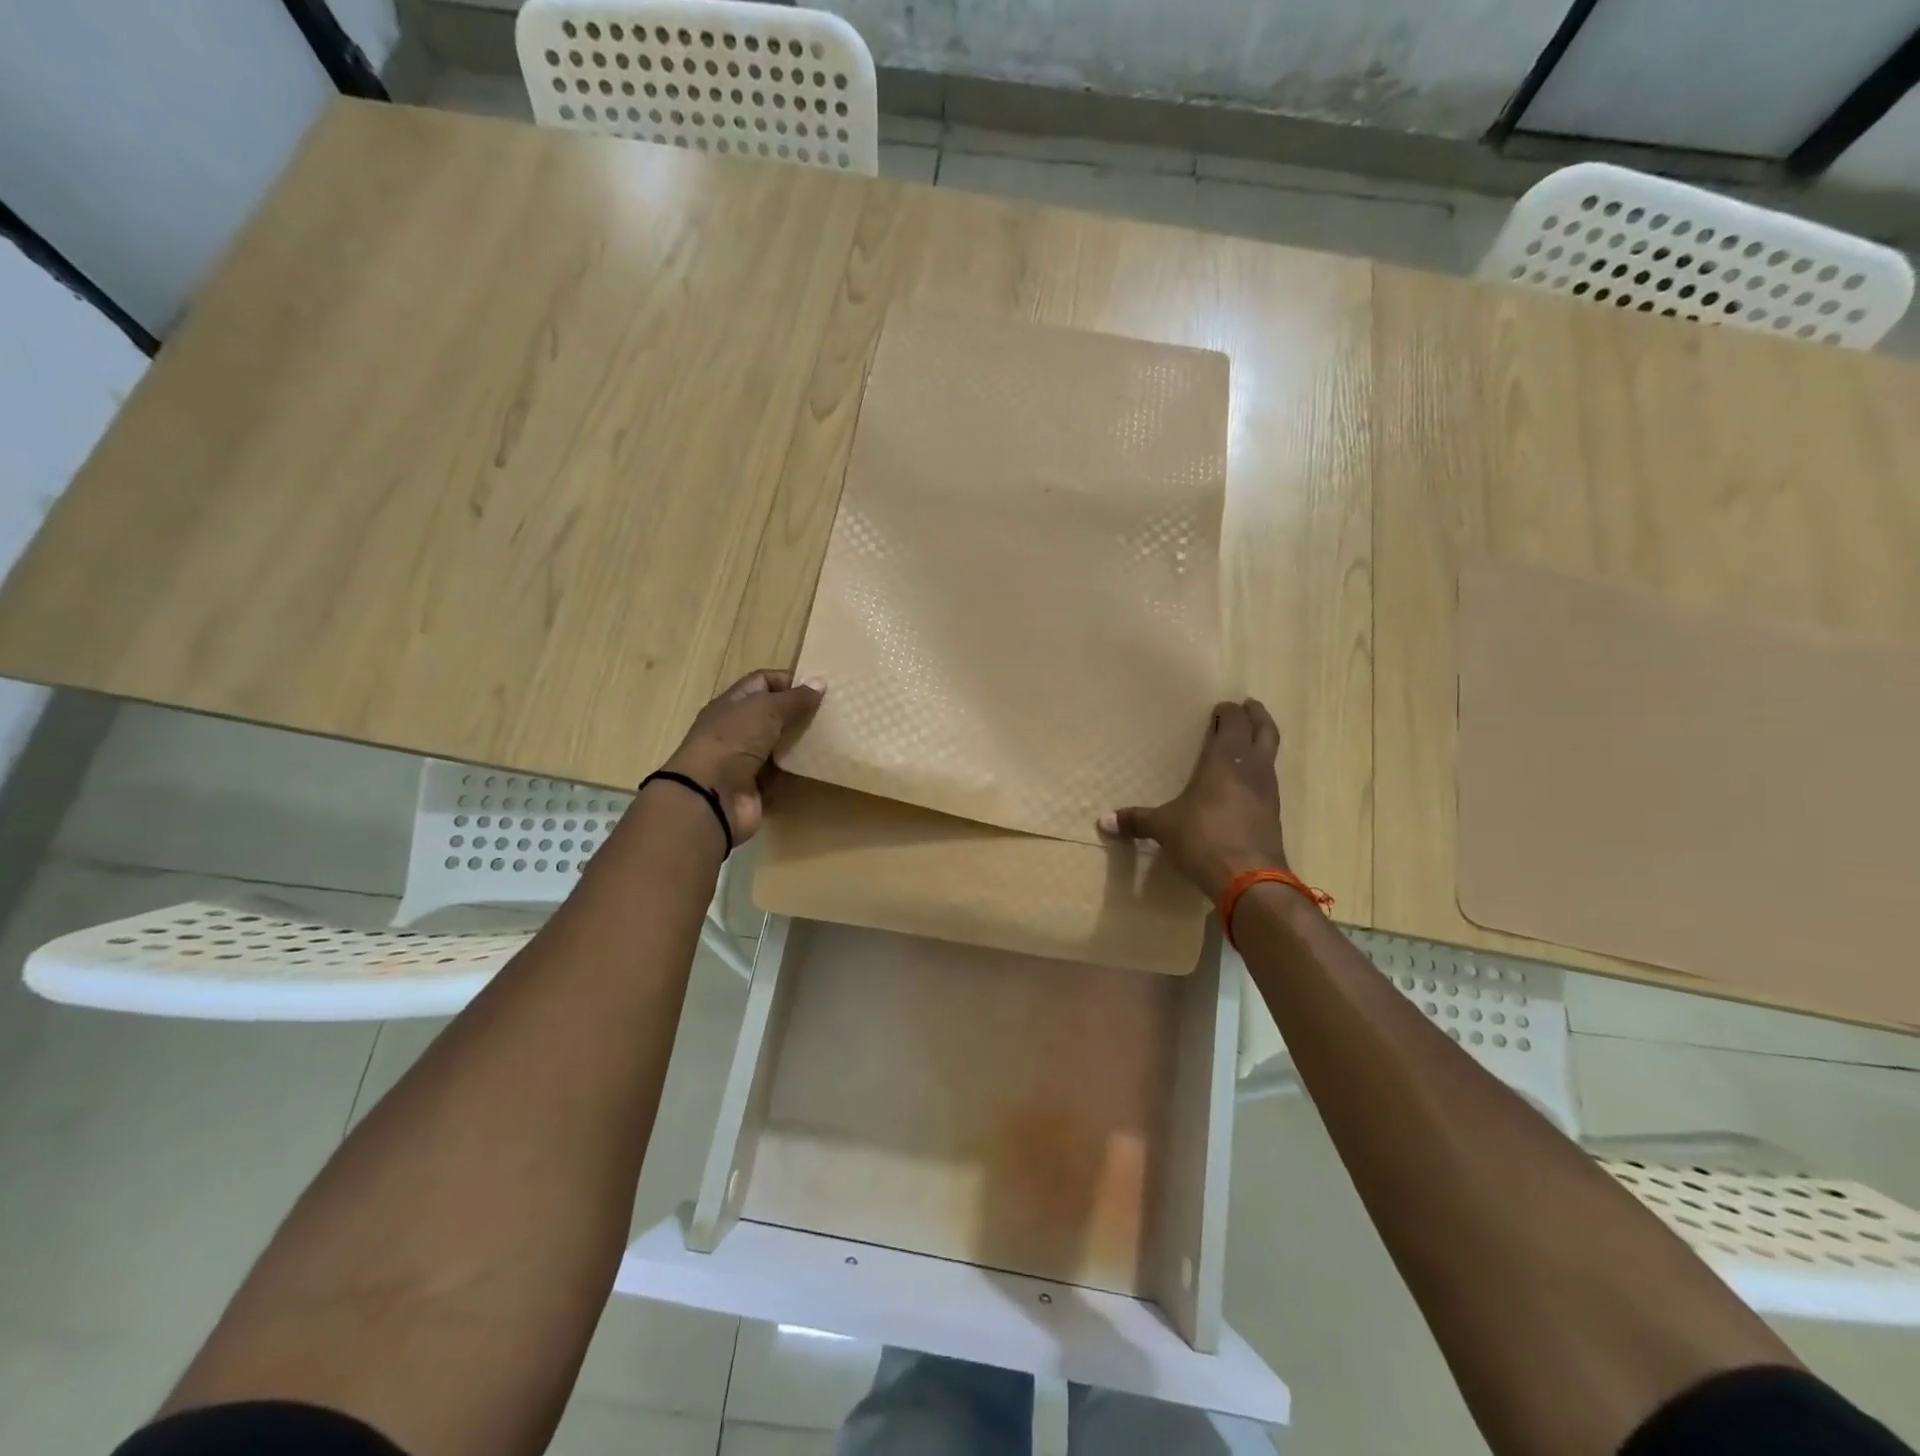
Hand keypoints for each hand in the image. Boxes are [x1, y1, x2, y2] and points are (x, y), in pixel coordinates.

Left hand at [660, 670, 824, 843]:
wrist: (711, 796)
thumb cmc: (734, 740)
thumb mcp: (765, 709)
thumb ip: (794, 698)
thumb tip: (820, 682)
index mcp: (732, 703)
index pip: (761, 682)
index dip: (788, 681)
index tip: (818, 688)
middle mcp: (738, 729)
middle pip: (773, 714)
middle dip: (800, 712)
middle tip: (831, 712)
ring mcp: (746, 759)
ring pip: (780, 744)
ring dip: (802, 740)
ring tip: (832, 735)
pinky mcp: (757, 786)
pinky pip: (783, 772)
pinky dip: (798, 768)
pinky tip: (821, 762)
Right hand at [1098, 698, 1288, 899]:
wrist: (1249, 878)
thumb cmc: (1203, 838)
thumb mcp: (1164, 827)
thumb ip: (1136, 820)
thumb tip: (1102, 821)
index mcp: (1225, 759)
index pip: (1233, 723)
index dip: (1228, 712)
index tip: (1221, 707)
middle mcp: (1252, 768)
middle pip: (1264, 730)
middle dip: (1257, 715)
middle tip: (1249, 706)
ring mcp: (1268, 790)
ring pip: (1271, 754)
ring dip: (1262, 741)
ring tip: (1248, 740)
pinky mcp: (1274, 813)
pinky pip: (1269, 780)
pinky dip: (1260, 771)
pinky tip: (1247, 782)